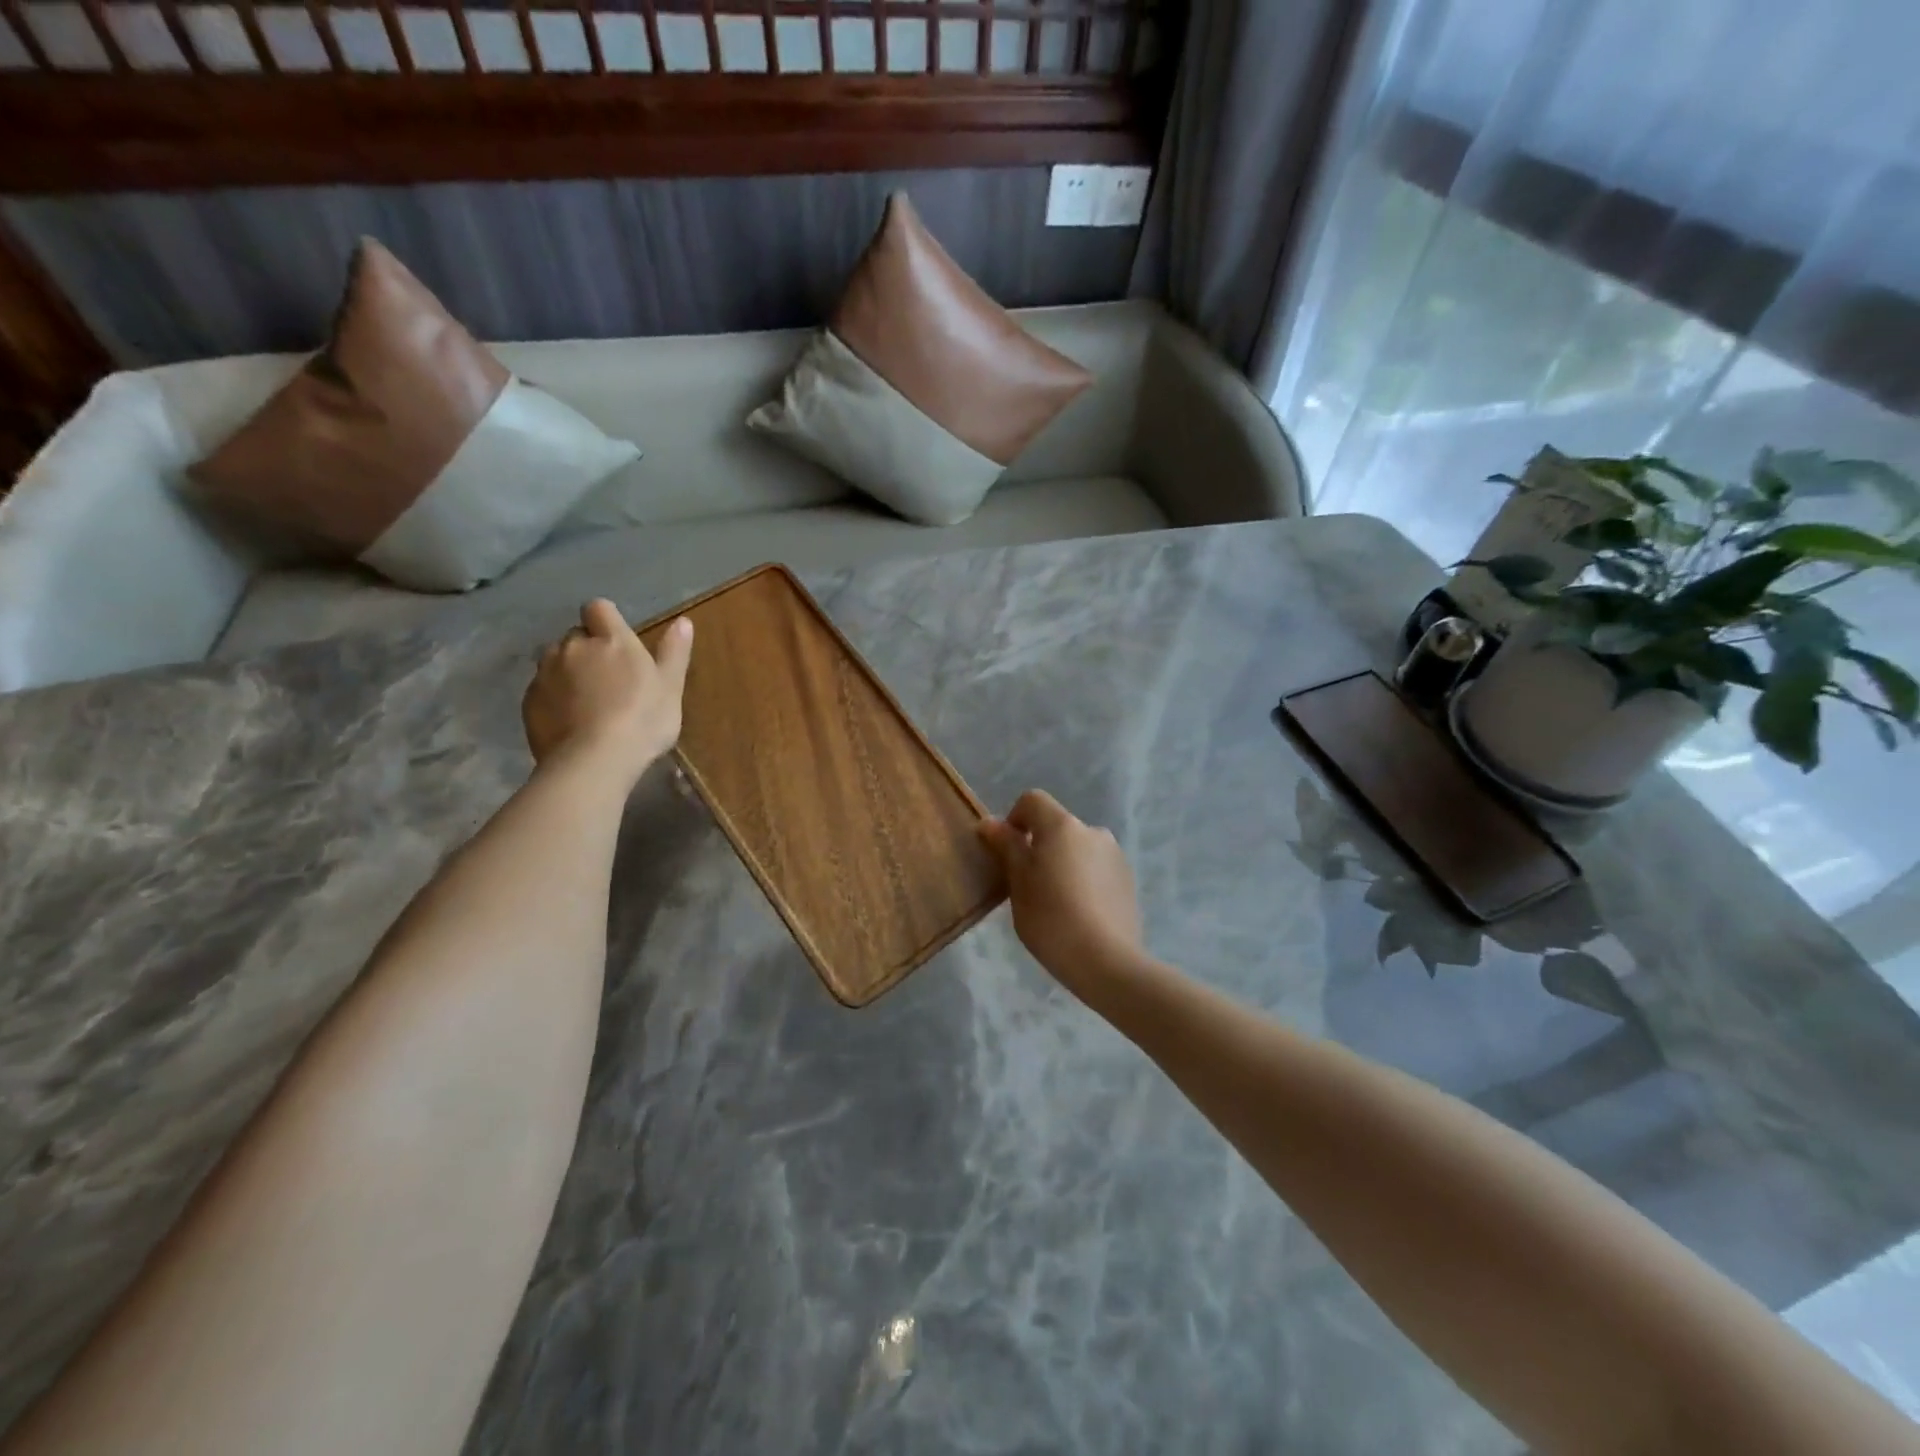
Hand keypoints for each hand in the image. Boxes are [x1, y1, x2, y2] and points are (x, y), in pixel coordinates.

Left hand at [522, 600, 692, 785]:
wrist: (593, 761)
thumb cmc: (642, 720)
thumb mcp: (670, 687)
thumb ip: (674, 652)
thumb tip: (683, 620)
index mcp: (610, 640)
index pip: (598, 608)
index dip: (606, 621)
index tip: (618, 642)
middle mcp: (573, 647)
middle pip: (576, 636)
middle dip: (587, 650)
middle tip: (608, 679)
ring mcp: (546, 673)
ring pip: (554, 661)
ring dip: (568, 672)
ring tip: (586, 702)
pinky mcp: (529, 701)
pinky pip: (542, 689)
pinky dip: (554, 698)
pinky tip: (571, 722)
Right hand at [977, 790, 1143, 989]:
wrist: (1107, 962)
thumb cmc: (1051, 919)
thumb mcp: (1018, 883)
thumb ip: (1006, 847)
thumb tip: (990, 822)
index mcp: (1062, 826)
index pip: (1032, 801)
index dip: (1014, 819)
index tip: (1007, 852)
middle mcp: (1093, 831)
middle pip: (1057, 827)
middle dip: (1040, 847)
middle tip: (1028, 885)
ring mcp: (1115, 855)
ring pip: (1078, 849)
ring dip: (1064, 864)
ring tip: (1057, 904)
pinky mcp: (1128, 880)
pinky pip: (1096, 869)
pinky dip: (1083, 880)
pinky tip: (1080, 914)